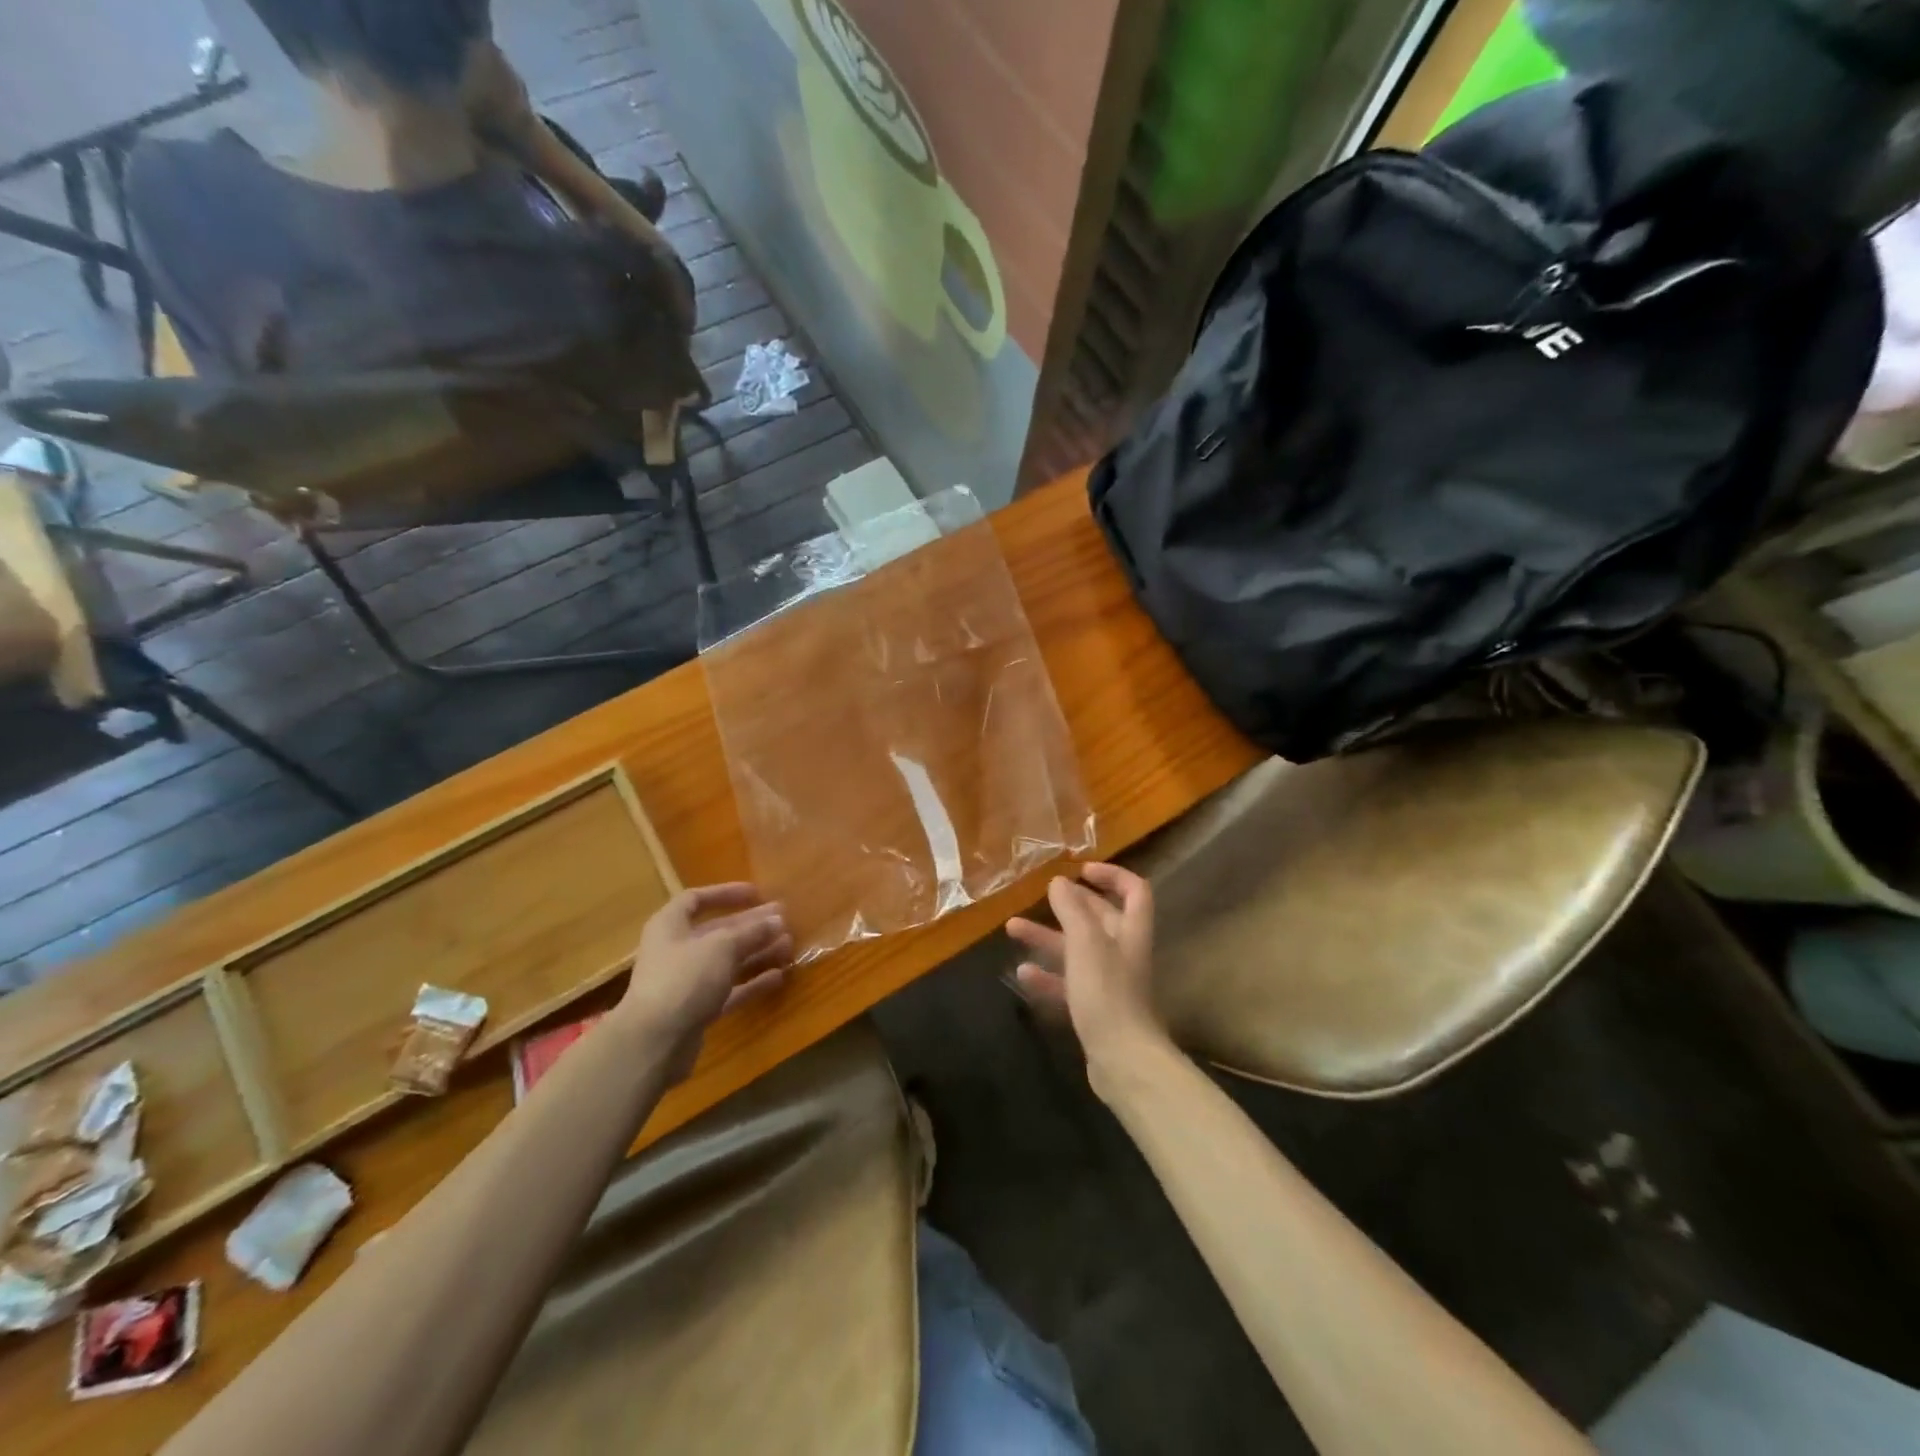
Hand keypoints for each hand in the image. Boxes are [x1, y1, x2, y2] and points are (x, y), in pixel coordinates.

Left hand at [618, 884, 791, 1081]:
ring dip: (756, 952)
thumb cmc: (684, 979)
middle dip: (750, 925)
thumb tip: (778, 919)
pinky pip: (729, 990)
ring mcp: (686, 982)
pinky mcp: (696, 1010)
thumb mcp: (722, 947)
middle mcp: (676, 950)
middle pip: (717, 931)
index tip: (756, 893)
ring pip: (727, 961)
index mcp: (670, 925)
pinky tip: (779, 977)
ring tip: (788, 946)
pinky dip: (752, 982)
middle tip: (784, 920)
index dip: (725, 893)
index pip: (696, 899)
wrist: (655, 1042)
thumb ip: (751, 932)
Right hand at [1007, 864, 1169, 1091]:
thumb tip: (1059, 882)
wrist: (1123, 1060)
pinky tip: (1022, 974)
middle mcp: (1122, 952)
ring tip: (1012, 929)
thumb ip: (1071, 910)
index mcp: (1129, 931)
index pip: (1134, 890)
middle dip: (1067, 905)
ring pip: (1076, 950)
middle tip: (1038, 896)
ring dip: (1047, 938)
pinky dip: (1046, 976)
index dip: (1112, 875)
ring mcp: (1109, 982)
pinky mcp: (1095, 1009)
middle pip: (1098, 918)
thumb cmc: (1107, 993)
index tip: (1081, 870)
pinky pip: (1068, 984)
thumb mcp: (1085, 943)